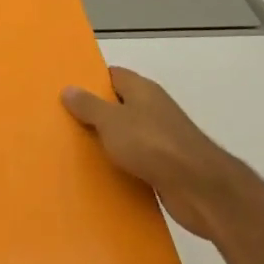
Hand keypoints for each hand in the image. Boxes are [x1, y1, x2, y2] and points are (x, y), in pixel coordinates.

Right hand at [63, 67, 245, 238]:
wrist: (199, 188)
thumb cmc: (152, 143)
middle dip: (94, 114)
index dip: (90, 82)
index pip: (112, 75)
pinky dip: (121, 166)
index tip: (67, 92)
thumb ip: (88, 105)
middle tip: (64, 122)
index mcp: (142, 90)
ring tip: (76, 150)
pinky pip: (136, 161)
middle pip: (118, 106)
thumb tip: (69, 88)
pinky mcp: (166, 166)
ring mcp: (162, 138)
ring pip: (126, 135)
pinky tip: (102, 174)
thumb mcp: (111, 120)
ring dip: (107, 143)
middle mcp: (153, 109)